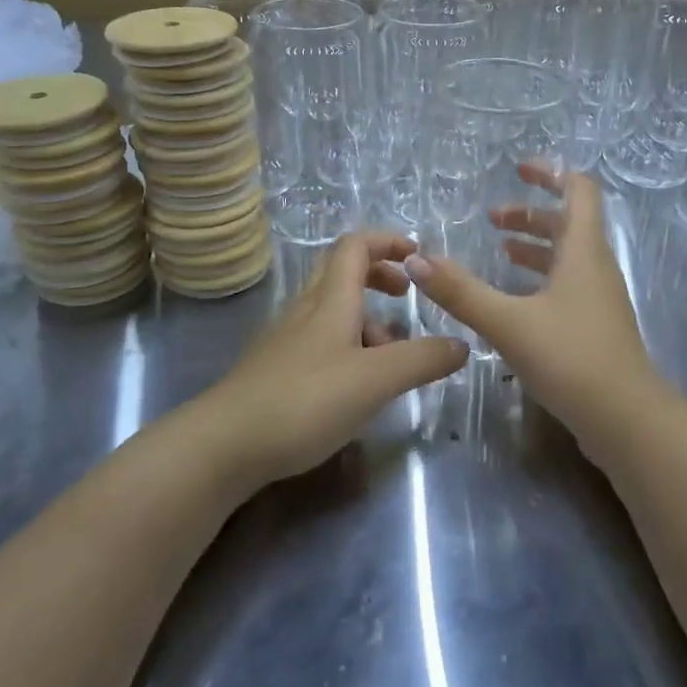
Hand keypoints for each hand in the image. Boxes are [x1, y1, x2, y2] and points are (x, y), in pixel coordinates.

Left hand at [201, 232, 465, 490]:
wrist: (224, 445)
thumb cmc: (304, 401)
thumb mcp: (375, 380)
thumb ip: (422, 360)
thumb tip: (462, 344)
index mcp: (330, 300)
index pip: (356, 246)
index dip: (388, 241)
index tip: (418, 256)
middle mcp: (307, 309)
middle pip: (342, 271)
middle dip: (379, 276)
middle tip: (406, 298)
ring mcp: (287, 339)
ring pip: (332, 310)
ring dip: (366, 319)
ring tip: (391, 359)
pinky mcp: (276, 369)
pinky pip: (320, 341)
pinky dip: (347, 347)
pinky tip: (356, 388)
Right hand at [405, 166, 670, 459]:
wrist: (626, 421)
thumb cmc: (571, 358)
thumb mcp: (509, 322)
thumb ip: (461, 292)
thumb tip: (416, 260)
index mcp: (582, 251)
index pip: (578, 190)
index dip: (550, 173)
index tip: (517, 169)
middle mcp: (595, 266)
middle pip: (568, 223)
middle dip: (531, 214)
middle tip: (492, 219)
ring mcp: (599, 298)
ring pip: (567, 256)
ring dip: (535, 246)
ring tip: (499, 250)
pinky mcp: (596, 326)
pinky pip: (568, 285)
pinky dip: (541, 277)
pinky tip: (515, 299)